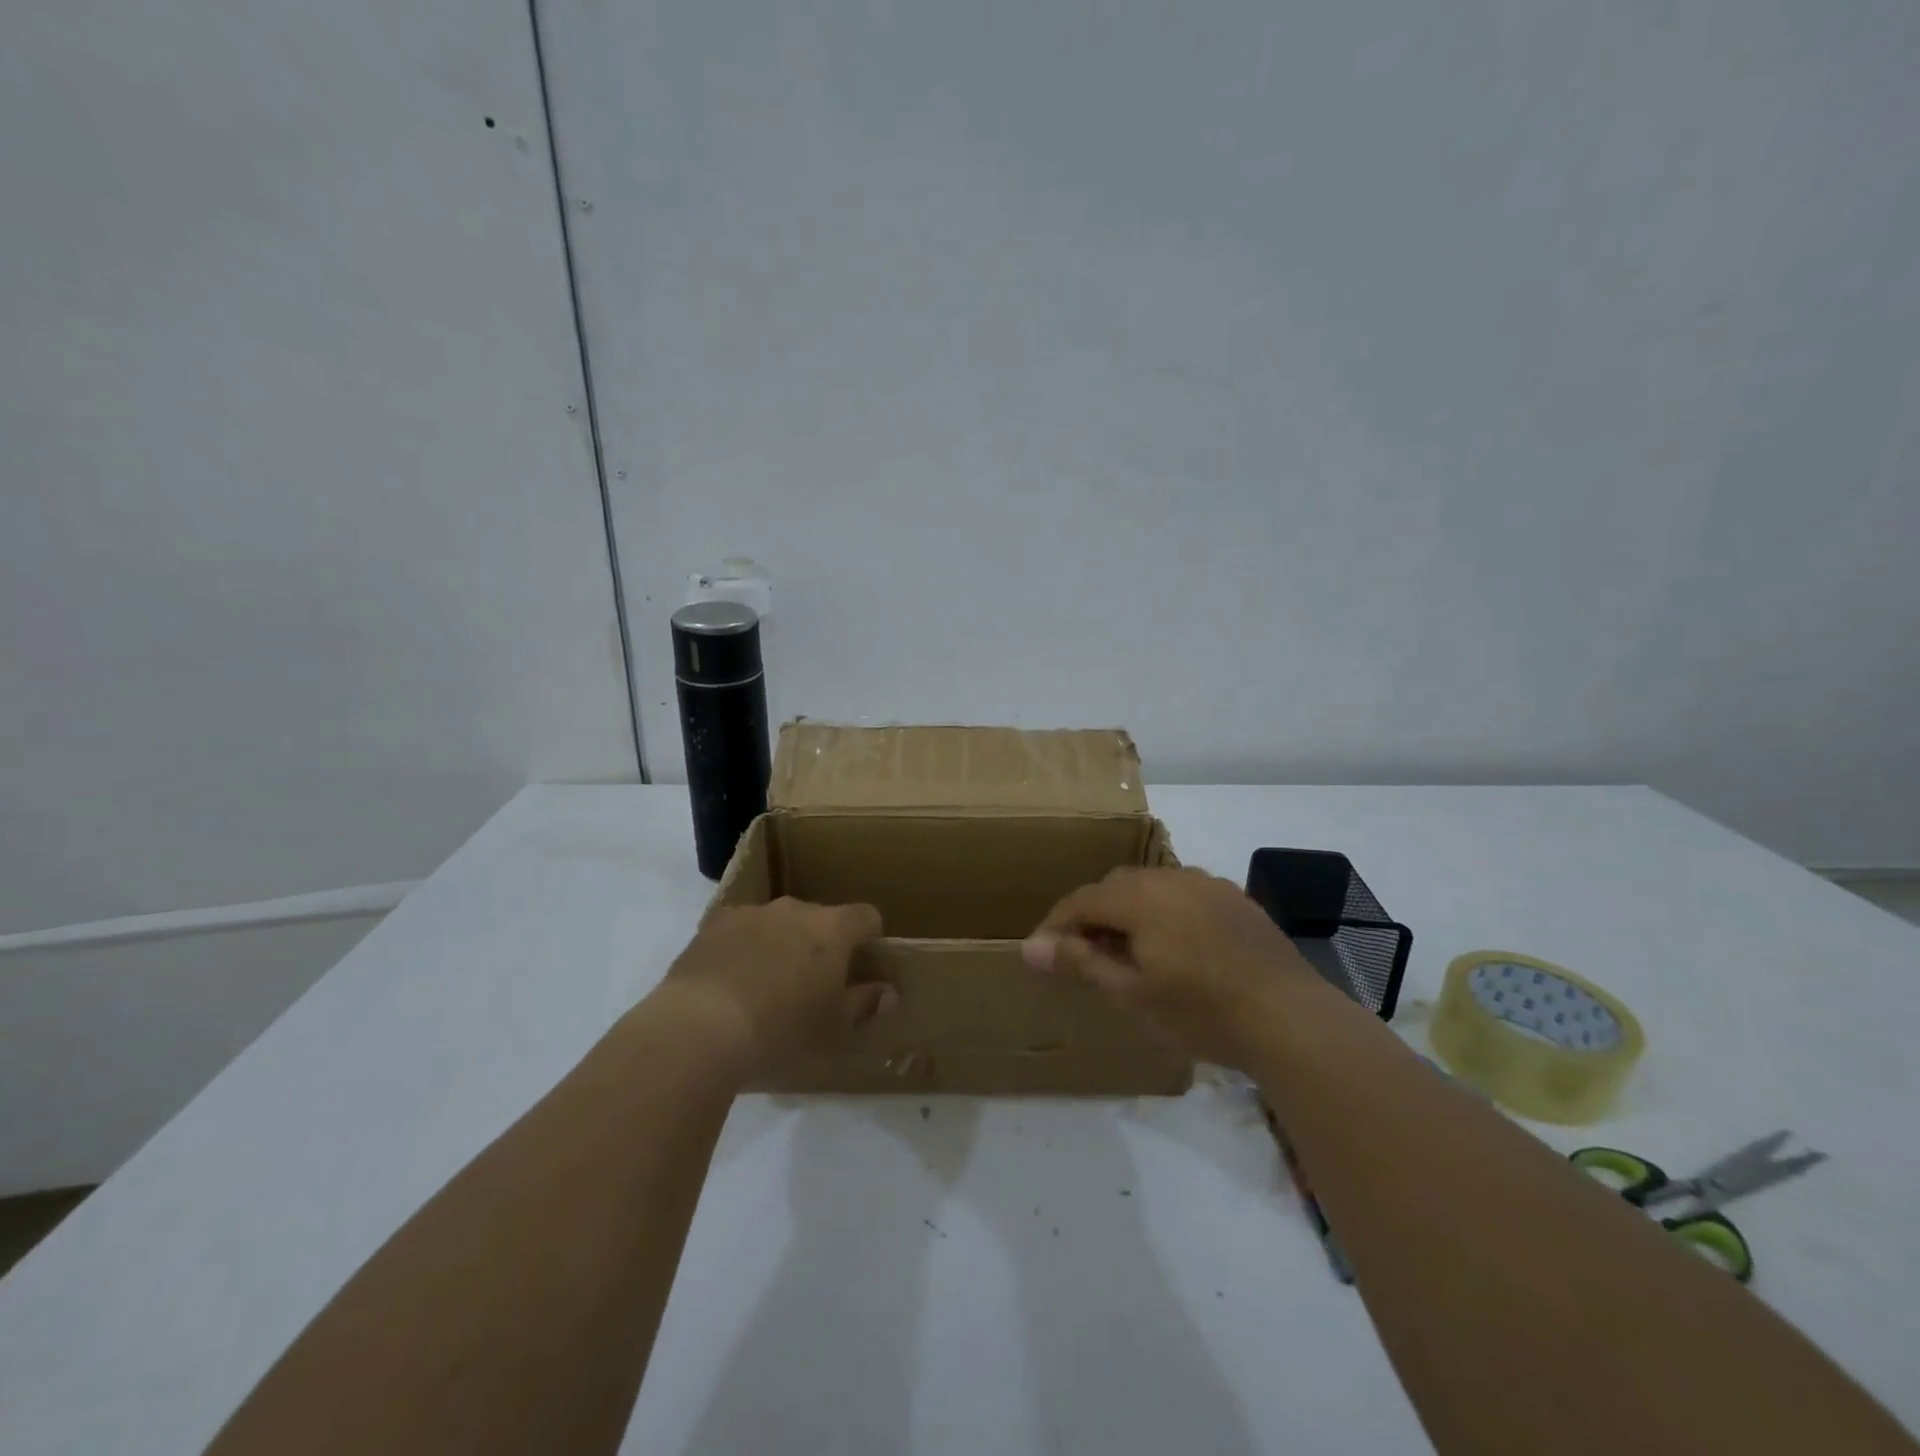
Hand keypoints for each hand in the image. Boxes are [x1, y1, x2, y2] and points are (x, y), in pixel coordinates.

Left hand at [654, 897, 892, 1080]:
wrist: (701, 1027)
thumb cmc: (781, 1029)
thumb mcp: (832, 1027)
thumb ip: (863, 1003)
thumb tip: (886, 992)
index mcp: (832, 929)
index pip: (866, 916)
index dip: (870, 937)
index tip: (863, 964)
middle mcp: (795, 909)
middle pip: (820, 918)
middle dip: (821, 944)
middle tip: (812, 984)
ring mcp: (752, 912)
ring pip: (778, 922)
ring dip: (781, 943)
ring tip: (766, 986)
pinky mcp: (714, 924)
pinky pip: (741, 930)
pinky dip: (744, 947)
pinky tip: (731, 981)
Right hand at [1022, 867, 1321, 1068]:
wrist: (1289, 1017)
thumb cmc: (1201, 1011)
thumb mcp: (1131, 993)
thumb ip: (1080, 963)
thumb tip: (1028, 948)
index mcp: (1140, 897)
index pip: (1082, 900)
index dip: (1055, 925)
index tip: (1040, 954)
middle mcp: (1171, 877)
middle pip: (1115, 887)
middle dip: (1091, 915)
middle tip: (1081, 955)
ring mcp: (1206, 884)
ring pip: (1150, 887)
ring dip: (1127, 910)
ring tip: (1124, 950)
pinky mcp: (1233, 898)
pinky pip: (1182, 894)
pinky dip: (1162, 912)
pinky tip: (1172, 944)